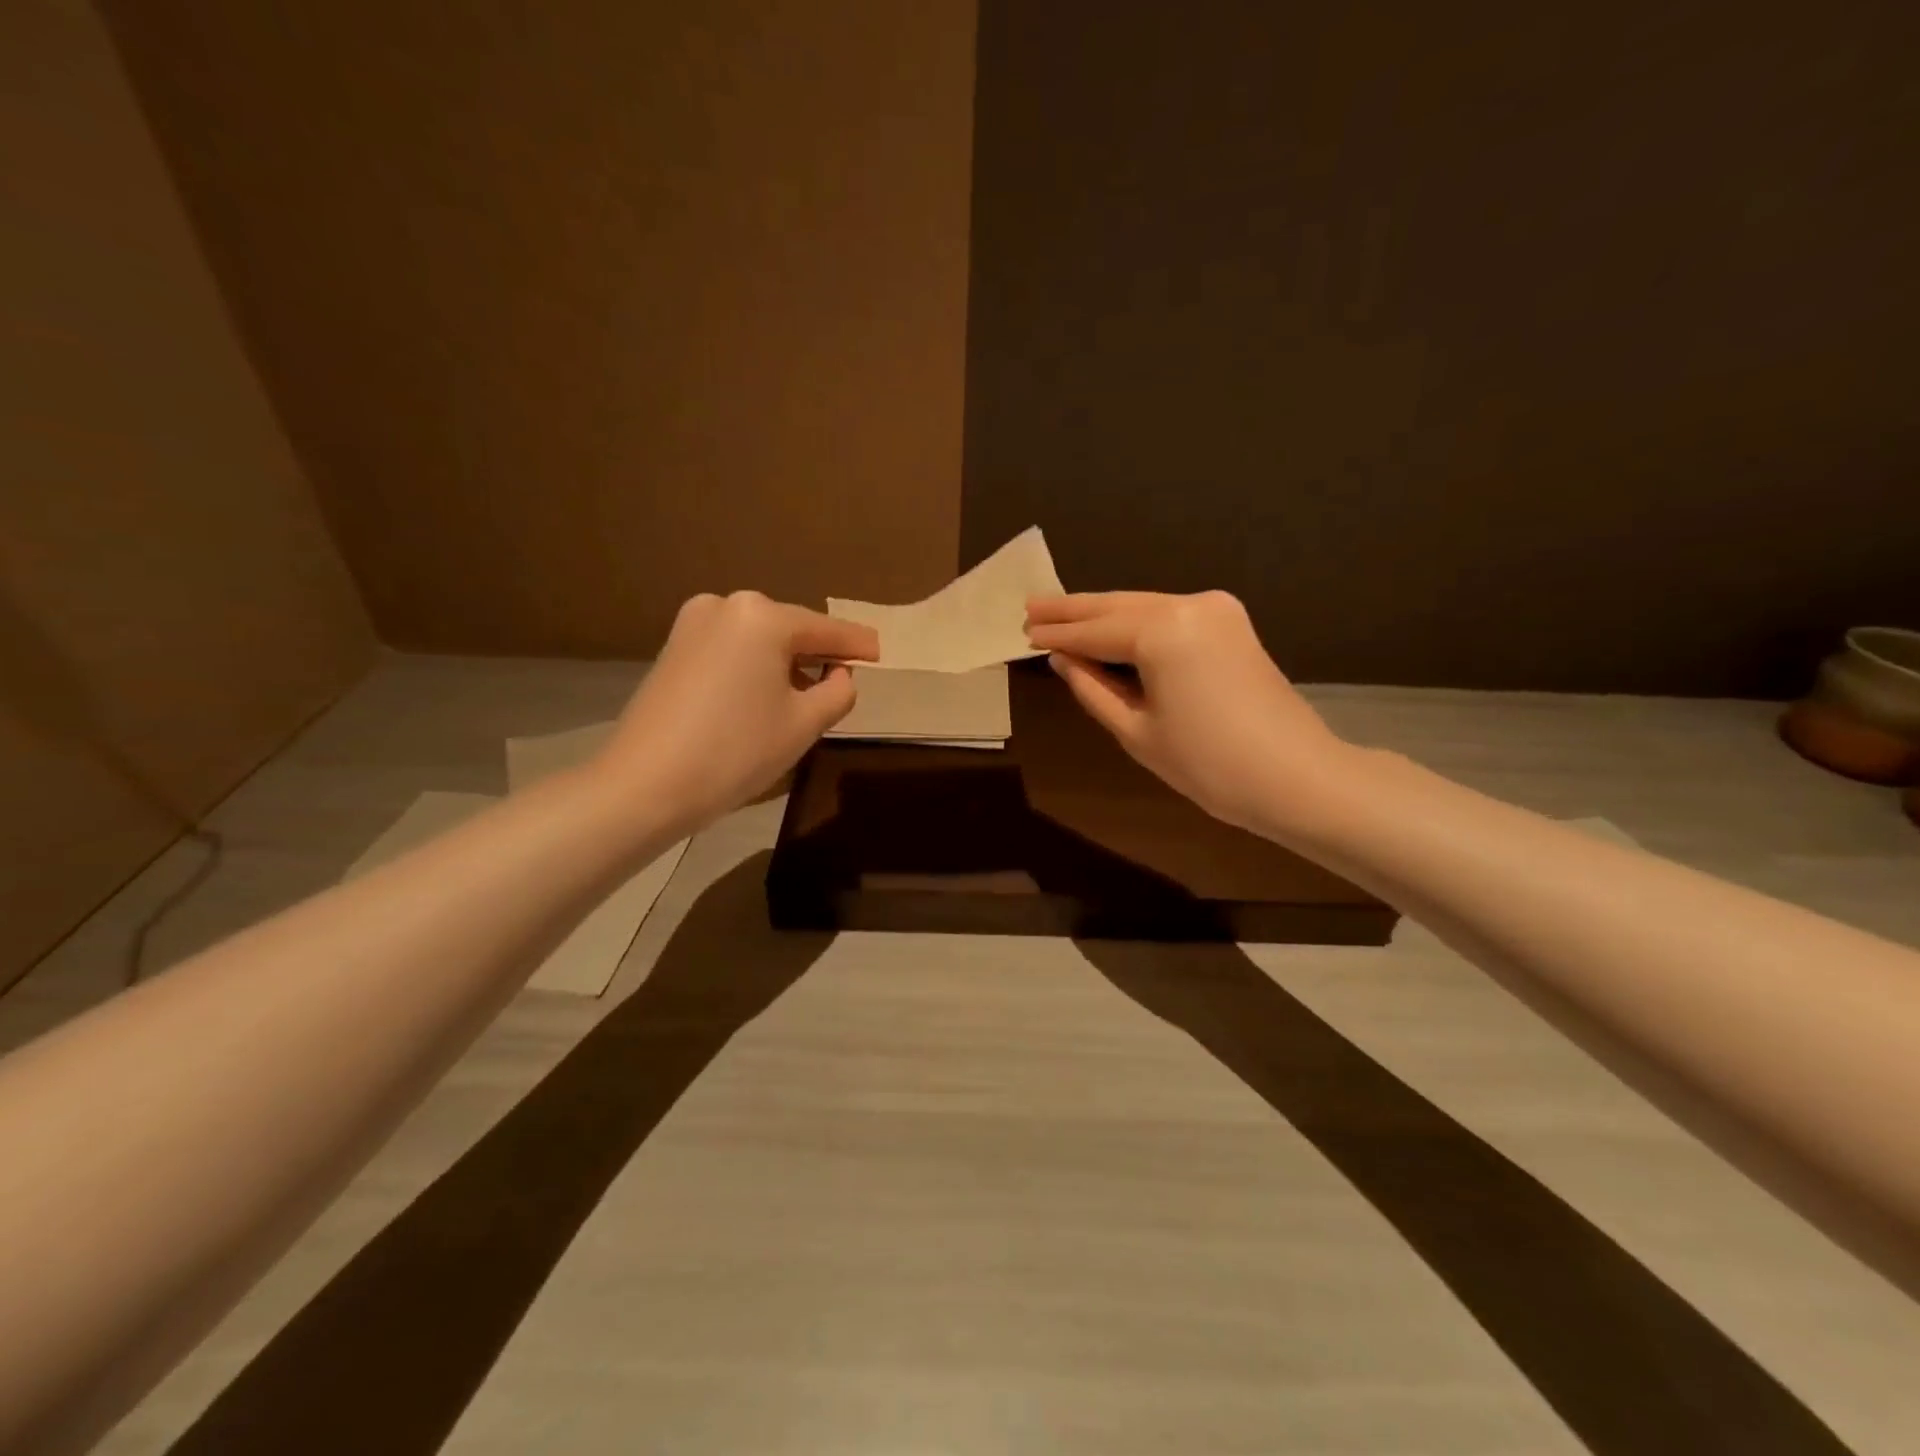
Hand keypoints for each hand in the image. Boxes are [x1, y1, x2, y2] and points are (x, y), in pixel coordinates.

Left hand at [599, 591, 877, 829]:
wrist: (644, 785)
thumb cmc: (736, 751)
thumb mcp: (804, 724)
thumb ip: (837, 690)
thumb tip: (838, 673)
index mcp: (764, 617)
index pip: (827, 629)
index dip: (857, 645)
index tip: (879, 653)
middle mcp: (727, 605)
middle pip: (791, 629)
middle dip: (818, 654)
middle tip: (841, 683)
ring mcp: (693, 623)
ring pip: (759, 640)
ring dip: (785, 662)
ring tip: (802, 697)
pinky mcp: (673, 647)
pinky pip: (732, 650)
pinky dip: (754, 667)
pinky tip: (761, 697)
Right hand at [1025, 590, 1348, 834]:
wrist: (1297, 777)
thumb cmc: (1208, 765)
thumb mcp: (1137, 731)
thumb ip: (1093, 688)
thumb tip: (1062, 660)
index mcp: (1163, 631)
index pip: (1095, 630)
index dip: (1058, 634)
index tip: (1023, 632)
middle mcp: (1189, 605)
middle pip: (1118, 605)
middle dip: (1074, 609)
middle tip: (1031, 608)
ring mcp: (1216, 610)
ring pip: (1144, 606)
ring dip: (1104, 613)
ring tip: (1061, 615)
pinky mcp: (1231, 623)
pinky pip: (1169, 616)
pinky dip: (1136, 622)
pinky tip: (1111, 628)